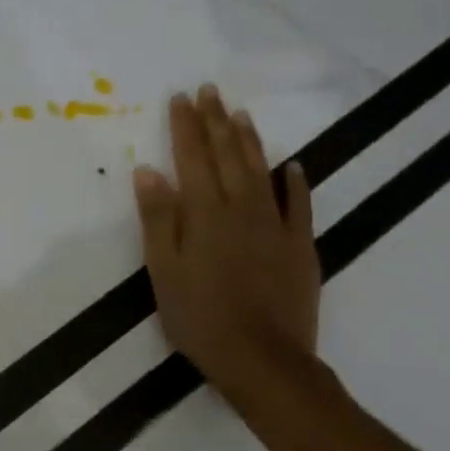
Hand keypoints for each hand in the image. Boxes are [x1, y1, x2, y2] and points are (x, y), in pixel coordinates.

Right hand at [133, 84, 318, 397]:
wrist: (263, 359)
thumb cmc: (200, 316)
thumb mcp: (163, 269)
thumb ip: (158, 218)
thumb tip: (149, 170)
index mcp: (204, 214)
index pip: (192, 158)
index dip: (186, 126)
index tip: (181, 97)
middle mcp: (242, 209)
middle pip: (228, 155)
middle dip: (216, 121)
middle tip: (210, 90)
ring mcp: (277, 226)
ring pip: (262, 171)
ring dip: (250, 140)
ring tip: (240, 113)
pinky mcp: (300, 247)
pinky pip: (299, 205)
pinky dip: (294, 182)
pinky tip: (291, 165)